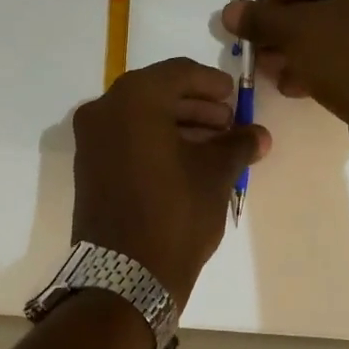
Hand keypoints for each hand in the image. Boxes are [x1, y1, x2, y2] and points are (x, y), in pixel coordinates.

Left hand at [71, 58, 267, 306]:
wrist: (124, 276)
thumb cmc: (175, 212)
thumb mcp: (216, 174)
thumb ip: (238, 144)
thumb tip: (259, 134)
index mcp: (134, 99)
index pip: (178, 72)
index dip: (211, 82)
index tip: (234, 96)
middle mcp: (104, 110)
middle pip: (158, 92)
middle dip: (196, 106)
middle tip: (228, 123)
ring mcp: (91, 139)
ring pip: (141, 116)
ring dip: (179, 124)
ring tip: (215, 145)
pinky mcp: (89, 166)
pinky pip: (127, 138)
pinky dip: (156, 140)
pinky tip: (188, 160)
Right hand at [222, 0, 348, 149]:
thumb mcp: (295, 33)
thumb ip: (260, 18)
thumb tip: (230, 11)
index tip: (244, 21)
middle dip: (284, 27)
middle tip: (255, 47)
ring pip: (335, 25)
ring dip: (299, 46)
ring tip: (269, 69)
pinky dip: (324, 58)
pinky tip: (294, 83)